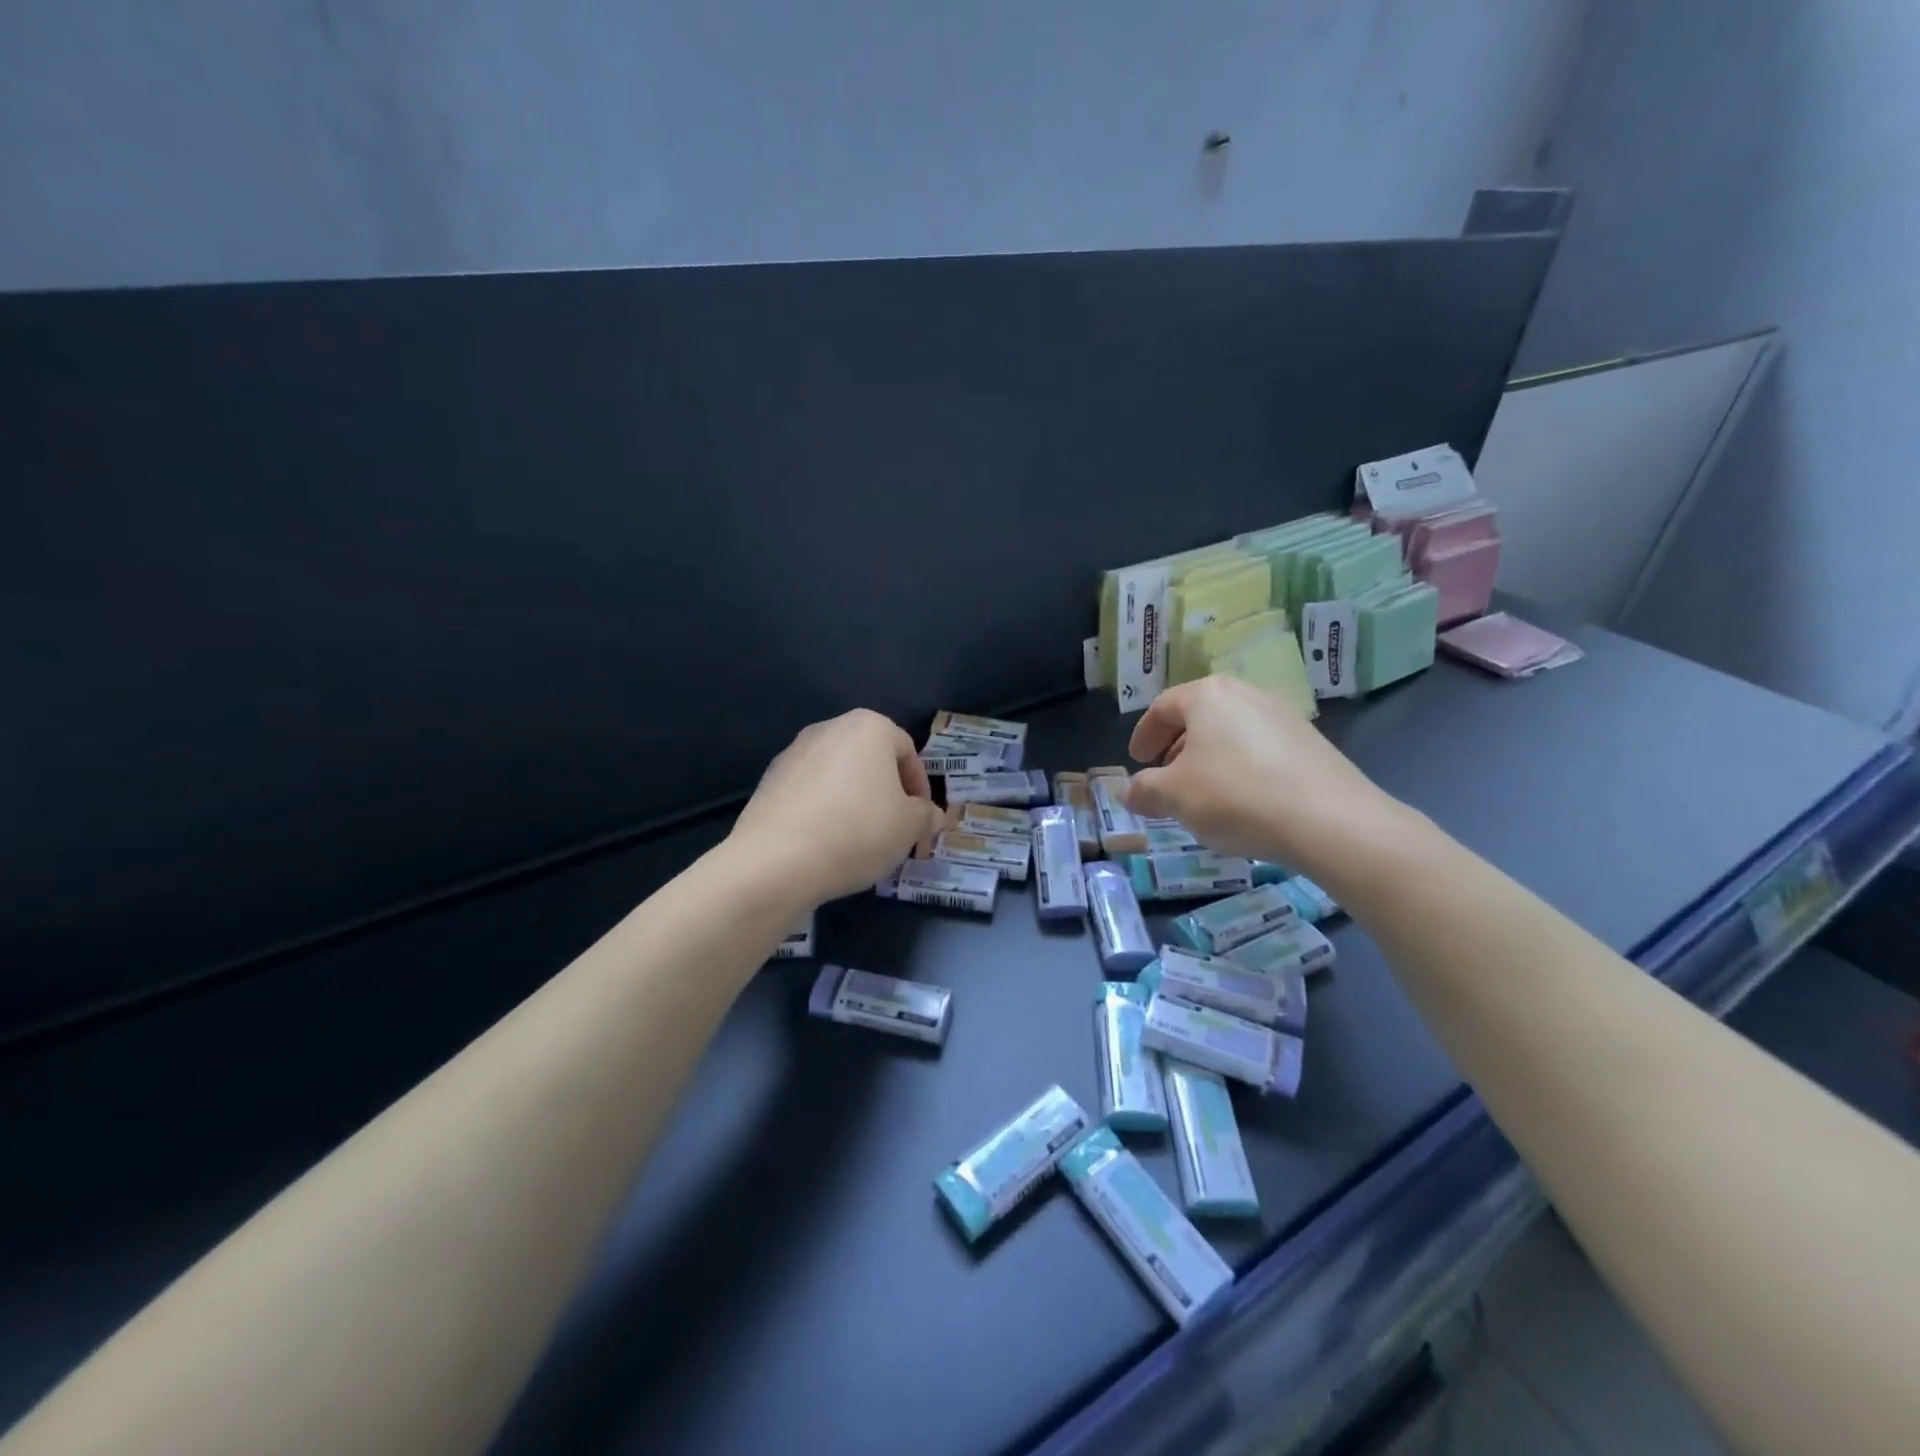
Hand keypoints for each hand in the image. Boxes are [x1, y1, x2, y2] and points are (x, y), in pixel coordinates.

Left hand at [730, 709, 943, 905]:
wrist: (777, 860)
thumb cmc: (858, 831)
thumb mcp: (910, 827)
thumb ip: (926, 816)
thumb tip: (930, 815)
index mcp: (869, 727)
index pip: (907, 751)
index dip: (920, 787)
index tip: (921, 819)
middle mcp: (829, 729)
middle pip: (870, 760)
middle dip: (886, 792)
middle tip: (894, 829)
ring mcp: (793, 753)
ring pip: (838, 776)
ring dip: (854, 801)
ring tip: (860, 840)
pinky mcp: (768, 781)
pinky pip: (810, 793)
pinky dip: (824, 811)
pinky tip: (826, 843)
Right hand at [1125, 677, 1399, 871]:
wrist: (1330, 821)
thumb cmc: (1236, 796)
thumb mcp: (1174, 797)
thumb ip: (1144, 790)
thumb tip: (1129, 792)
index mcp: (1208, 695)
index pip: (1162, 707)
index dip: (1143, 735)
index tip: (1136, 761)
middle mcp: (1247, 693)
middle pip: (1199, 716)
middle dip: (1176, 747)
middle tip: (1164, 777)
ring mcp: (1284, 715)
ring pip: (1231, 732)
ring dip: (1208, 758)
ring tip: (1202, 793)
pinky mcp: (1311, 742)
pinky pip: (1260, 748)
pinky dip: (1240, 767)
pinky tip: (1242, 800)